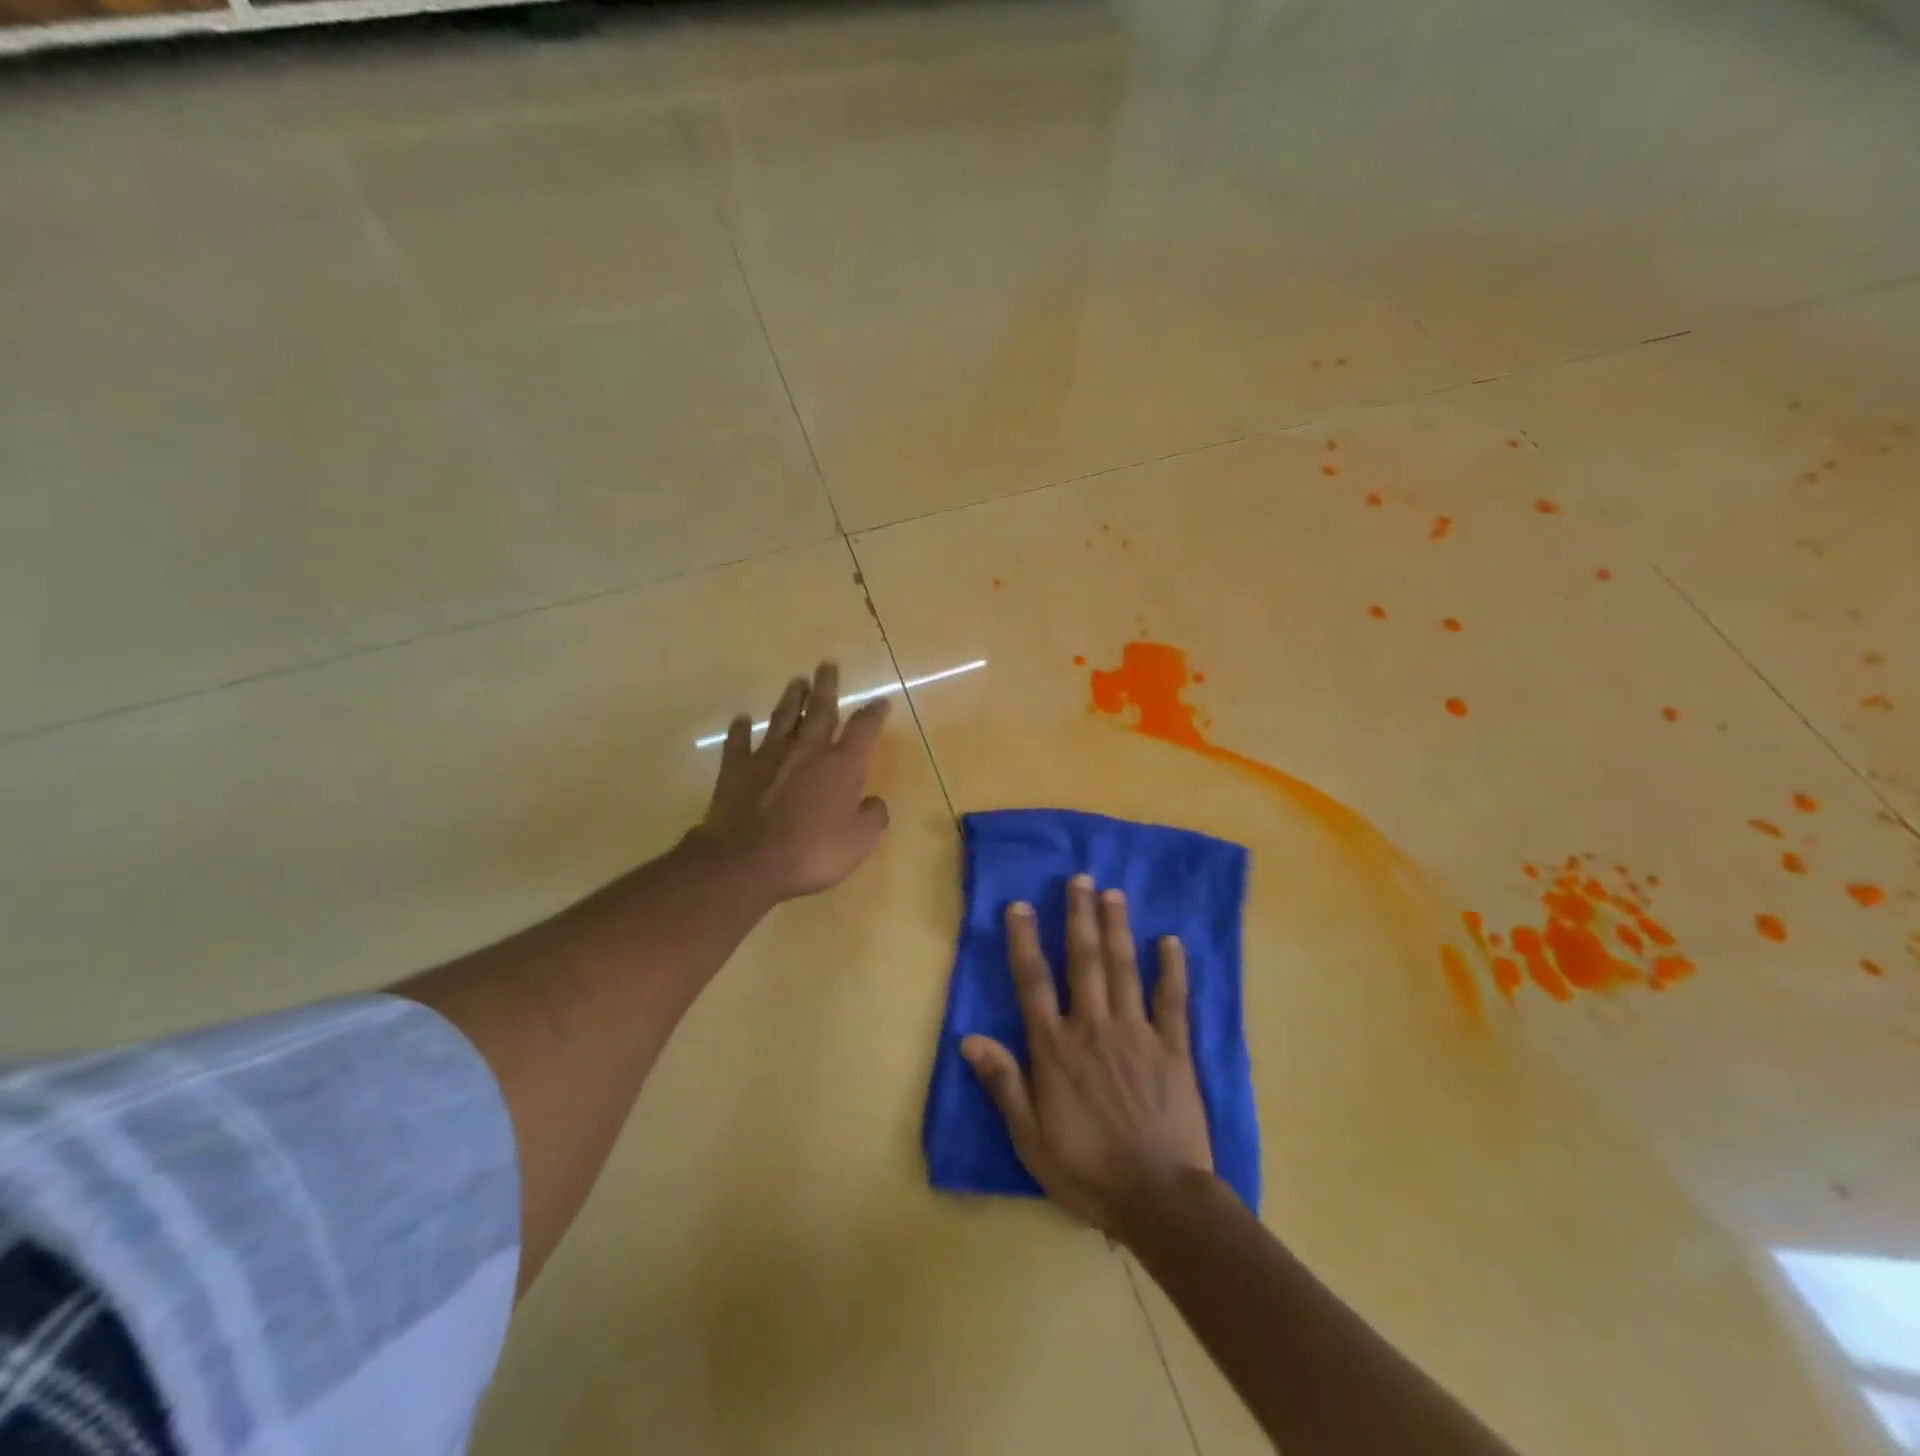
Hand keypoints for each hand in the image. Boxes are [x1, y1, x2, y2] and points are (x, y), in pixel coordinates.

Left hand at [693, 663, 890, 899]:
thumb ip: (872, 818)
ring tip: (797, 681)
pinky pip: (739, 742)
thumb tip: (873, 802)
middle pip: (820, 710)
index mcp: (842, 765)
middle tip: (828, 665)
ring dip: (791, 699)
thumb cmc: (812, 852)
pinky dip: (740, 730)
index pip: (864, 729)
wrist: (747, 860)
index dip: (874, 714)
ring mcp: (768, 756)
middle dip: (827, 687)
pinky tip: (741, 719)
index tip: (880, 701)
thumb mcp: (859, 842)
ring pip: (783, 718)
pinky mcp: (736, 769)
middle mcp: (807, 750)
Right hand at [962, 874, 1213, 1235]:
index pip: (1033, 982)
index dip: (1024, 941)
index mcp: (1056, 1049)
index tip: (1020, 905)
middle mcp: (1094, 1028)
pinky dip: (1171, 969)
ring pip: (1123, 969)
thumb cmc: (1087, 1171)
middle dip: (1079, 917)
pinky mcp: (1173, 1049)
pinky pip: (1173, 1000)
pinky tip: (1171, 941)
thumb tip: (968, 1037)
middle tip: (1079, 878)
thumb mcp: (1030, 1138)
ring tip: (1112, 893)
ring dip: (1117, 928)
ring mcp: (1137, 1034)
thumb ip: (1003, 1082)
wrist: (1159, 1200)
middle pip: (1083, 961)